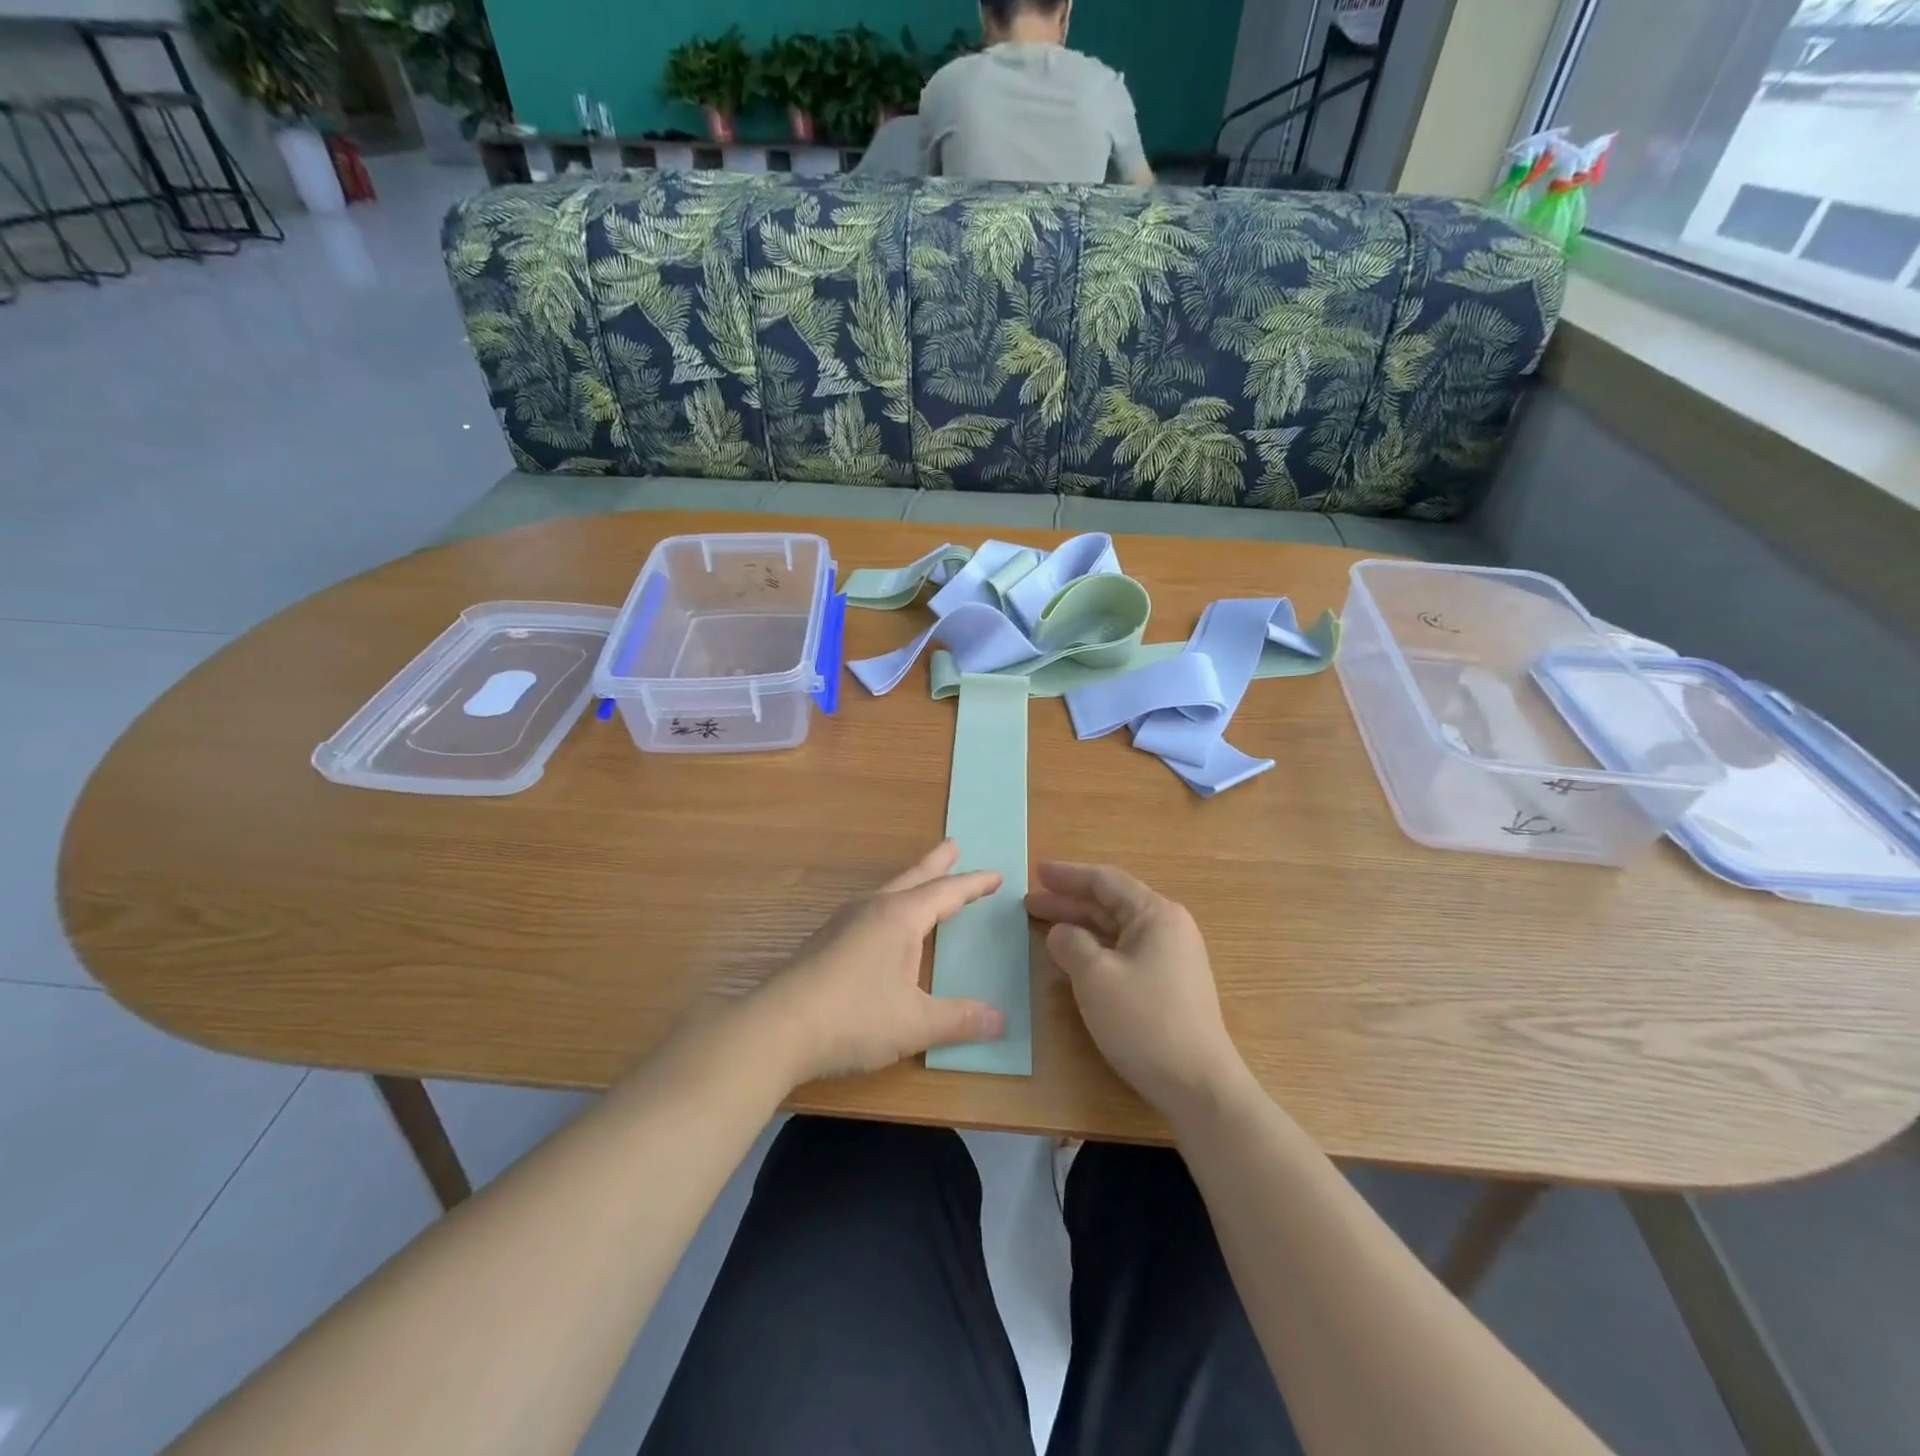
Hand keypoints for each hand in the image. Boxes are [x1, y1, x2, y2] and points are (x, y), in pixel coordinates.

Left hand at [755, 841, 1006, 1083]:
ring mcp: (844, 923)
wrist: (776, 1029)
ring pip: (887, 892)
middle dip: (937, 864)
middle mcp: (873, 910)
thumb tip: (1001, 1020)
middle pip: (913, 878)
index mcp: (900, 918)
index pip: (947, 893)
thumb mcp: (915, 1024)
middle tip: (953, 844)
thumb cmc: (854, 1018)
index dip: (974, 884)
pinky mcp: (824, 942)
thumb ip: (959, 1020)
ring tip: (922, 882)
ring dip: (911, 883)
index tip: (996, 875)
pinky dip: (889, 906)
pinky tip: (881, 925)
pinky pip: (869, 910)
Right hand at [1026, 862, 1245, 1117]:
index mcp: (1156, 914)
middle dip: (1069, 902)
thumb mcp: (1095, 977)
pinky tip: (1075, 956)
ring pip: (1117, 929)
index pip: (1105, 882)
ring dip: (1081, 925)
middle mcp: (1168, 927)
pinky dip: (1096, 947)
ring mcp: (1172, 956)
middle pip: (1111, 904)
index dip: (1068, 876)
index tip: (1037, 872)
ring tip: (1045, 925)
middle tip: (1030, 902)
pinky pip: (1126, 951)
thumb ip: (1071, 944)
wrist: (1198, 1084)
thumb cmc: (1144, 1021)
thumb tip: (1061, 932)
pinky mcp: (1169, 983)